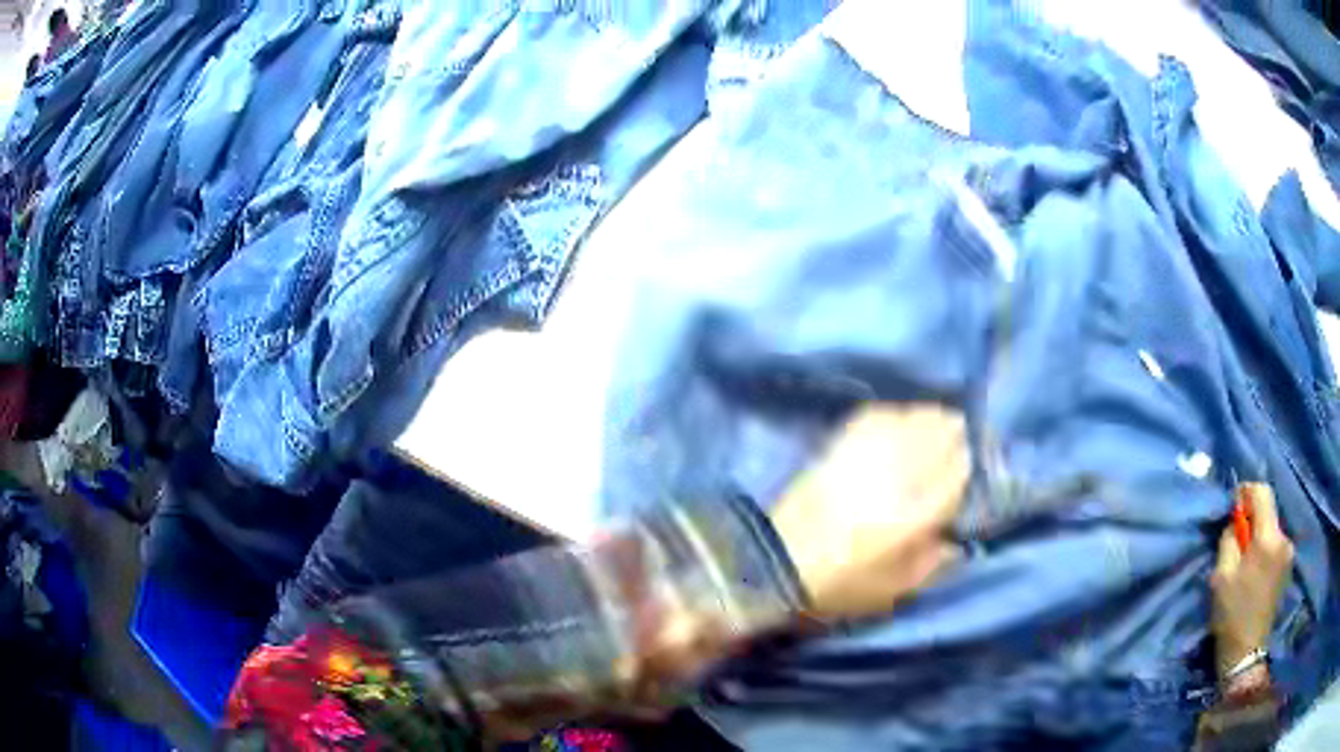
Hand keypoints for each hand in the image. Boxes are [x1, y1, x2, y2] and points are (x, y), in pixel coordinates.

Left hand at [770, 402, 968, 620]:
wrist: (775, 565)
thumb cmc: (839, 587)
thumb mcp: (894, 592)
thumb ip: (933, 564)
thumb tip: (957, 542)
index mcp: (914, 516)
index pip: (958, 473)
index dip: (973, 462)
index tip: (980, 459)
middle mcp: (896, 476)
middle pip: (940, 436)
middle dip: (957, 434)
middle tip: (965, 438)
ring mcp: (865, 456)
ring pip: (912, 420)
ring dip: (932, 419)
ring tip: (941, 423)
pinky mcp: (838, 447)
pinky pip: (877, 417)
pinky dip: (897, 414)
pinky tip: (902, 420)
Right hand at [1211, 483, 1292, 679]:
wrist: (1246, 654)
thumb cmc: (1232, 616)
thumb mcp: (1222, 578)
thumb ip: (1229, 540)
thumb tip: (1235, 521)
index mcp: (1268, 539)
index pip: (1263, 493)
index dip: (1247, 491)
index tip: (1233, 503)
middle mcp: (1283, 539)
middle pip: (1268, 512)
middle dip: (1252, 519)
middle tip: (1235, 538)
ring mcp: (1288, 553)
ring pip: (1272, 530)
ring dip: (1258, 536)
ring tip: (1244, 561)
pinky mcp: (1287, 567)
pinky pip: (1275, 545)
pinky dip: (1264, 549)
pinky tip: (1254, 572)